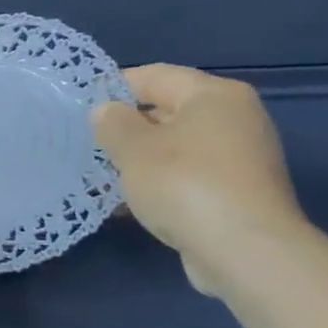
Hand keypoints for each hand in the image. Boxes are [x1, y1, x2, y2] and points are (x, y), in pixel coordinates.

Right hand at [91, 64, 307, 296]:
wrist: (244, 251)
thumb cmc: (184, 184)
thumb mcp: (133, 148)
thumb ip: (112, 123)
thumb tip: (106, 112)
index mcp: (215, 96)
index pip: (156, 76)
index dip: (115, 86)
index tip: (83, 105)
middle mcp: (236, 119)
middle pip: (169, 112)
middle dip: (128, 128)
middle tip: (90, 143)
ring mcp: (242, 159)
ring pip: (178, 149)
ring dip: (142, 161)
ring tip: (104, 176)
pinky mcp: (240, 195)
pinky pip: (190, 179)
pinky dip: (162, 186)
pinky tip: (132, 204)